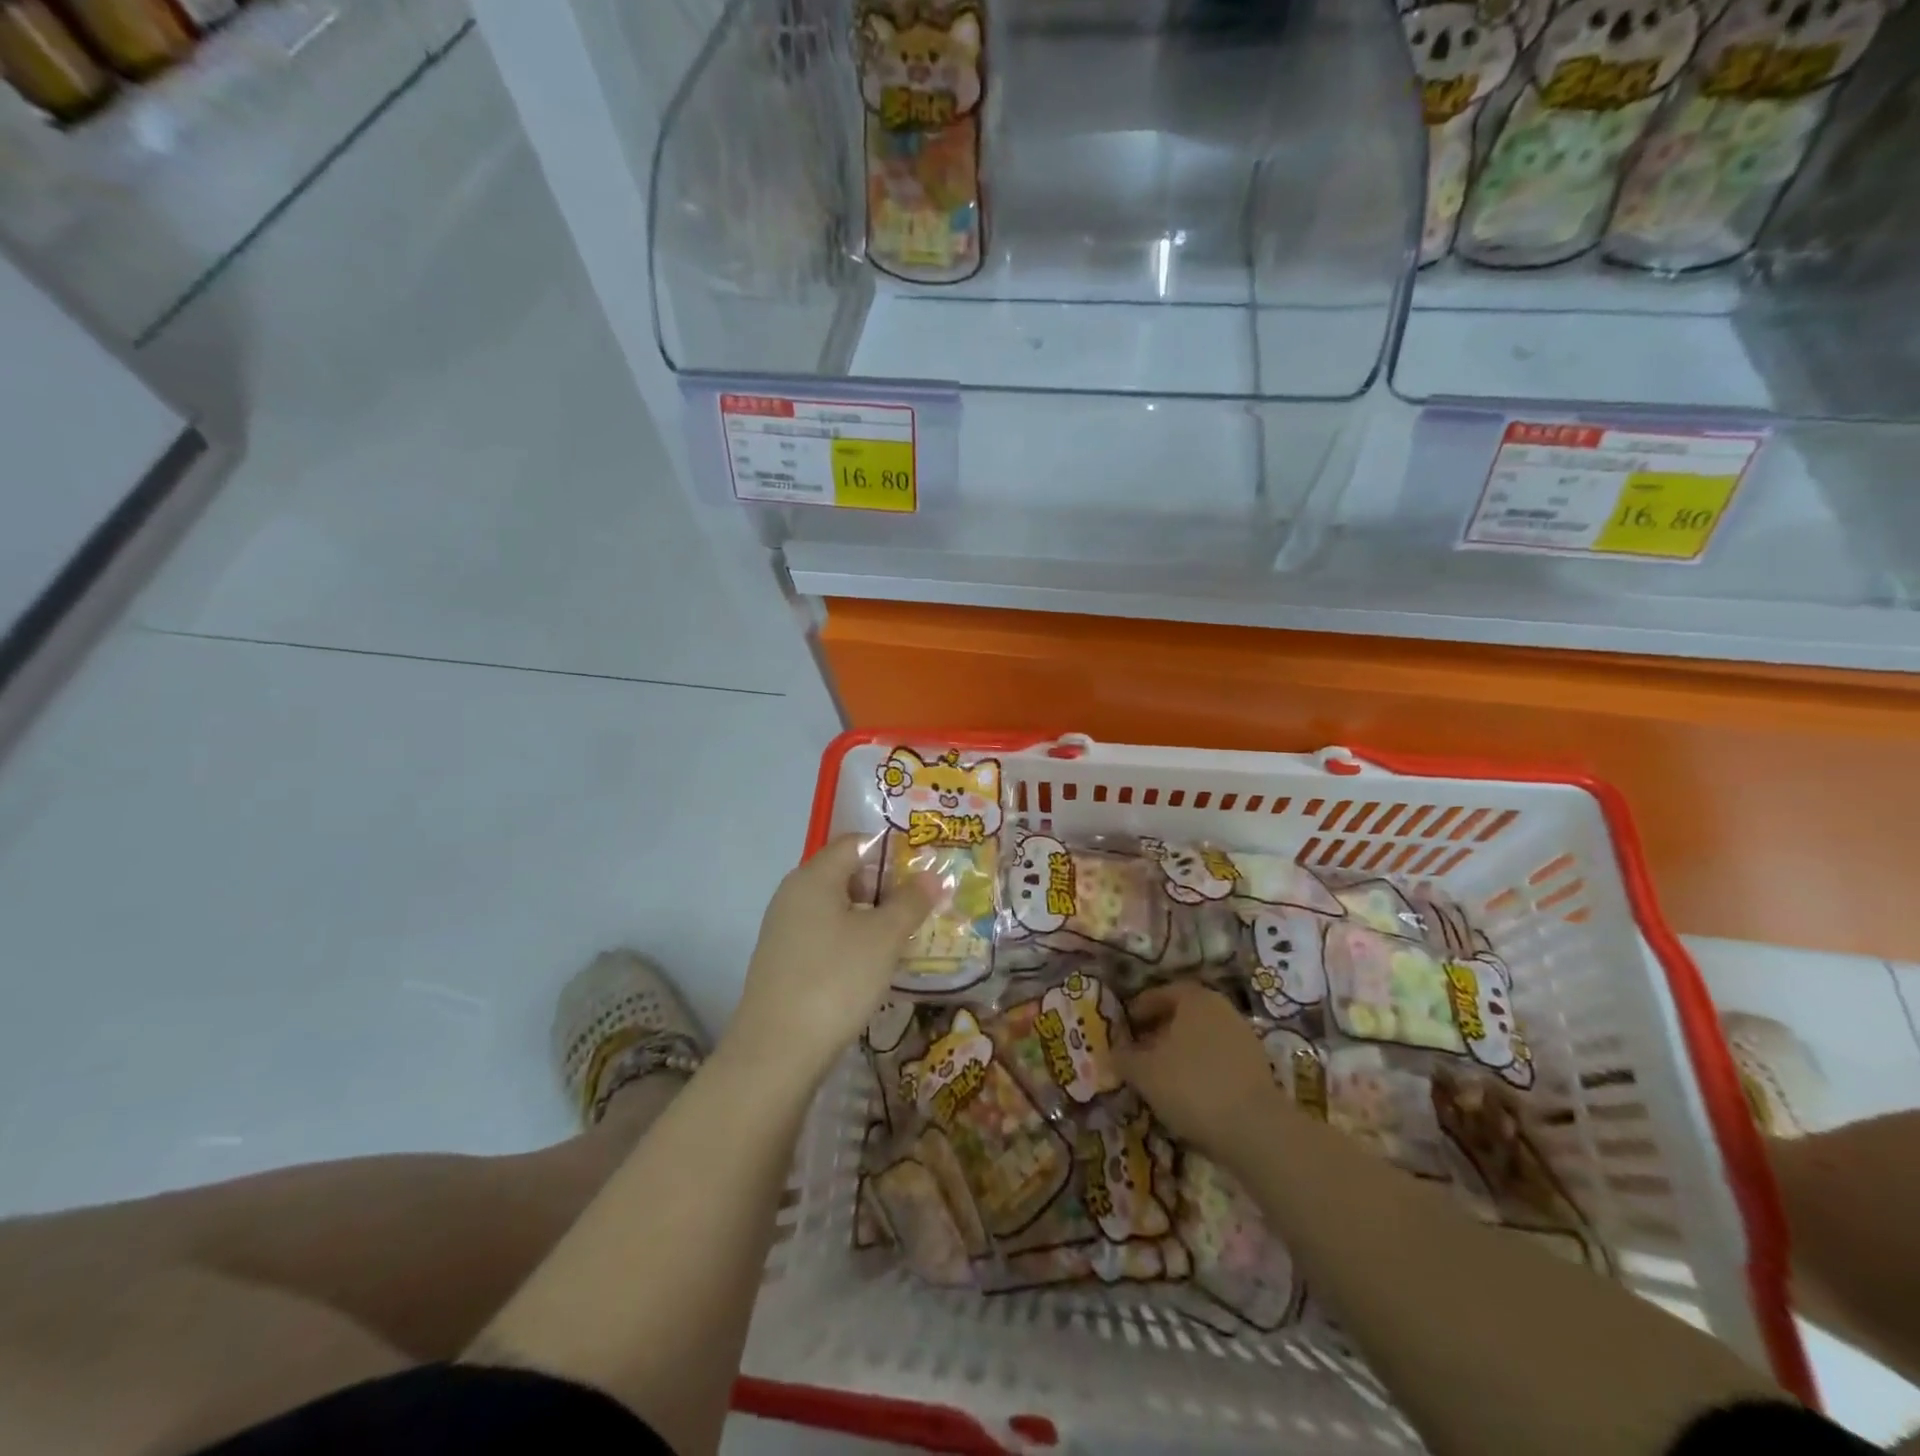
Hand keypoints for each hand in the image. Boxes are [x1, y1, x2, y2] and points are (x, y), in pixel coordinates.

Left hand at [724, 833, 933, 1087]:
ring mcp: (784, 930)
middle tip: (922, 906)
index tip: (925, 869)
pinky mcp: (783, 962)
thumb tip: (932, 875)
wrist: (776, 1052)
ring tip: (906, 937)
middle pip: (846, 874)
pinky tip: (873, 966)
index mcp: (814, 876)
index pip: (856, 842)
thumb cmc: (835, 979)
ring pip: (836, 908)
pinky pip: (824, 936)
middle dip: (886, 886)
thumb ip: (911, 902)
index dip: (892, 850)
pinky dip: (852, 941)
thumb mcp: (884, 937)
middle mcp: (793, 894)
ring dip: (871, 917)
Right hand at [1116, 982, 1284, 1161]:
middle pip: (1184, 1015)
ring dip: (1180, 1052)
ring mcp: (1243, 1038)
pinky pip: (1219, 1060)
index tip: (1125, 1027)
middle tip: (1139, 1051)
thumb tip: (1111, 1053)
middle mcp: (1222, 1010)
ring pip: (1202, 1038)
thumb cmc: (1192, 1085)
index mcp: (1195, 998)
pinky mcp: (1257, 1069)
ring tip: (1160, 1076)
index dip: (1139, 1009)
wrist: (1256, 1130)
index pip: (1161, 993)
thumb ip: (1123, 1058)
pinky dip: (1200, 1070)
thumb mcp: (1144, 1072)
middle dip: (1159, 1031)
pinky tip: (1188, 1093)